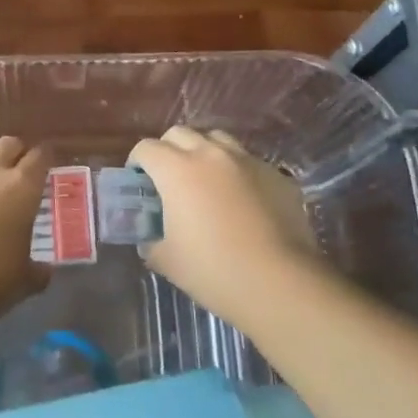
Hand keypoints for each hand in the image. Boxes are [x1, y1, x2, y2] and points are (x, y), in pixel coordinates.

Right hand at [128, 127, 324, 323]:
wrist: (281, 284)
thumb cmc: (214, 270)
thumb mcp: (167, 261)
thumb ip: (151, 241)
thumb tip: (150, 238)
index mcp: (177, 170)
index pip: (146, 148)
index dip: (136, 162)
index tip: (138, 182)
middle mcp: (211, 155)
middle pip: (180, 134)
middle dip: (168, 150)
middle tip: (168, 180)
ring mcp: (248, 161)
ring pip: (217, 140)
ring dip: (203, 153)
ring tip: (205, 181)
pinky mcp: (277, 176)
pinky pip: (248, 162)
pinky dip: (236, 172)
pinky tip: (241, 201)